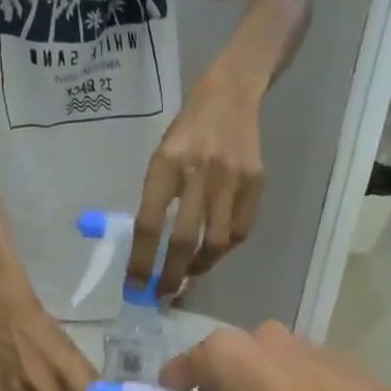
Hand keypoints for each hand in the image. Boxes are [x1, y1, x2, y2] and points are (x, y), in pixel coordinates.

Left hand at [130, 74, 264, 297]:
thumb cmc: (187, 130)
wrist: (231, 95)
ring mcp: (231, 179)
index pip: (150, 223)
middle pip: (184, 240)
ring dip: (200, 266)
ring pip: (217, 242)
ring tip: (188, 275)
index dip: (142, 260)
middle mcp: (199, 172)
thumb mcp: (161, 156)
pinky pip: (240, 231)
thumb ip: (157, 199)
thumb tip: (150, 251)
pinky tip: (213, 250)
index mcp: (166, 164)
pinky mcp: (255, 184)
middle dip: (171, 274)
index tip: (135, 286)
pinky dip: (225, 249)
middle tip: (163, 295)